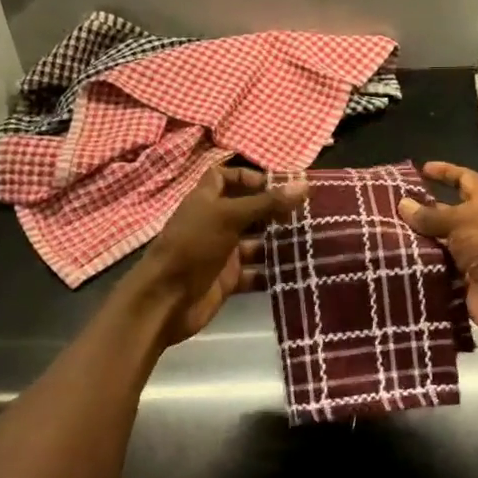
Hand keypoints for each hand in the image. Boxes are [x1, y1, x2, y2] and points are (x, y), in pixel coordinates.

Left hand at [132, 164, 307, 344]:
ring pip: (256, 243)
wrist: (165, 300)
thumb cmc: (193, 247)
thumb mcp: (229, 217)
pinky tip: (299, 270)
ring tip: (312, 239)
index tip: (278, 184)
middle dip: (274, 211)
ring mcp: (222, 253)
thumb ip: (266, 203)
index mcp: (206, 201)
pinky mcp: (228, 280)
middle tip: (308, 212)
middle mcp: (214, 224)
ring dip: (279, 242)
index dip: (248, 177)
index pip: (224, 177)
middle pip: (247, 211)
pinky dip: (273, 272)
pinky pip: (256, 273)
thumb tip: (304, 185)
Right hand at [398, 161, 477, 346]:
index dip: (445, 172)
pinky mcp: (461, 280)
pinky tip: (392, 261)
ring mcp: (470, 255)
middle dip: (420, 211)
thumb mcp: (462, 222)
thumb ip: (431, 215)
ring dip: (414, 241)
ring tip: (381, 235)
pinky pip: (435, 269)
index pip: (464, 179)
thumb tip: (403, 204)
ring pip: (437, 243)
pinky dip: (418, 266)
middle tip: (386, 208)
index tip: (421, 169)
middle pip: (446, 213)